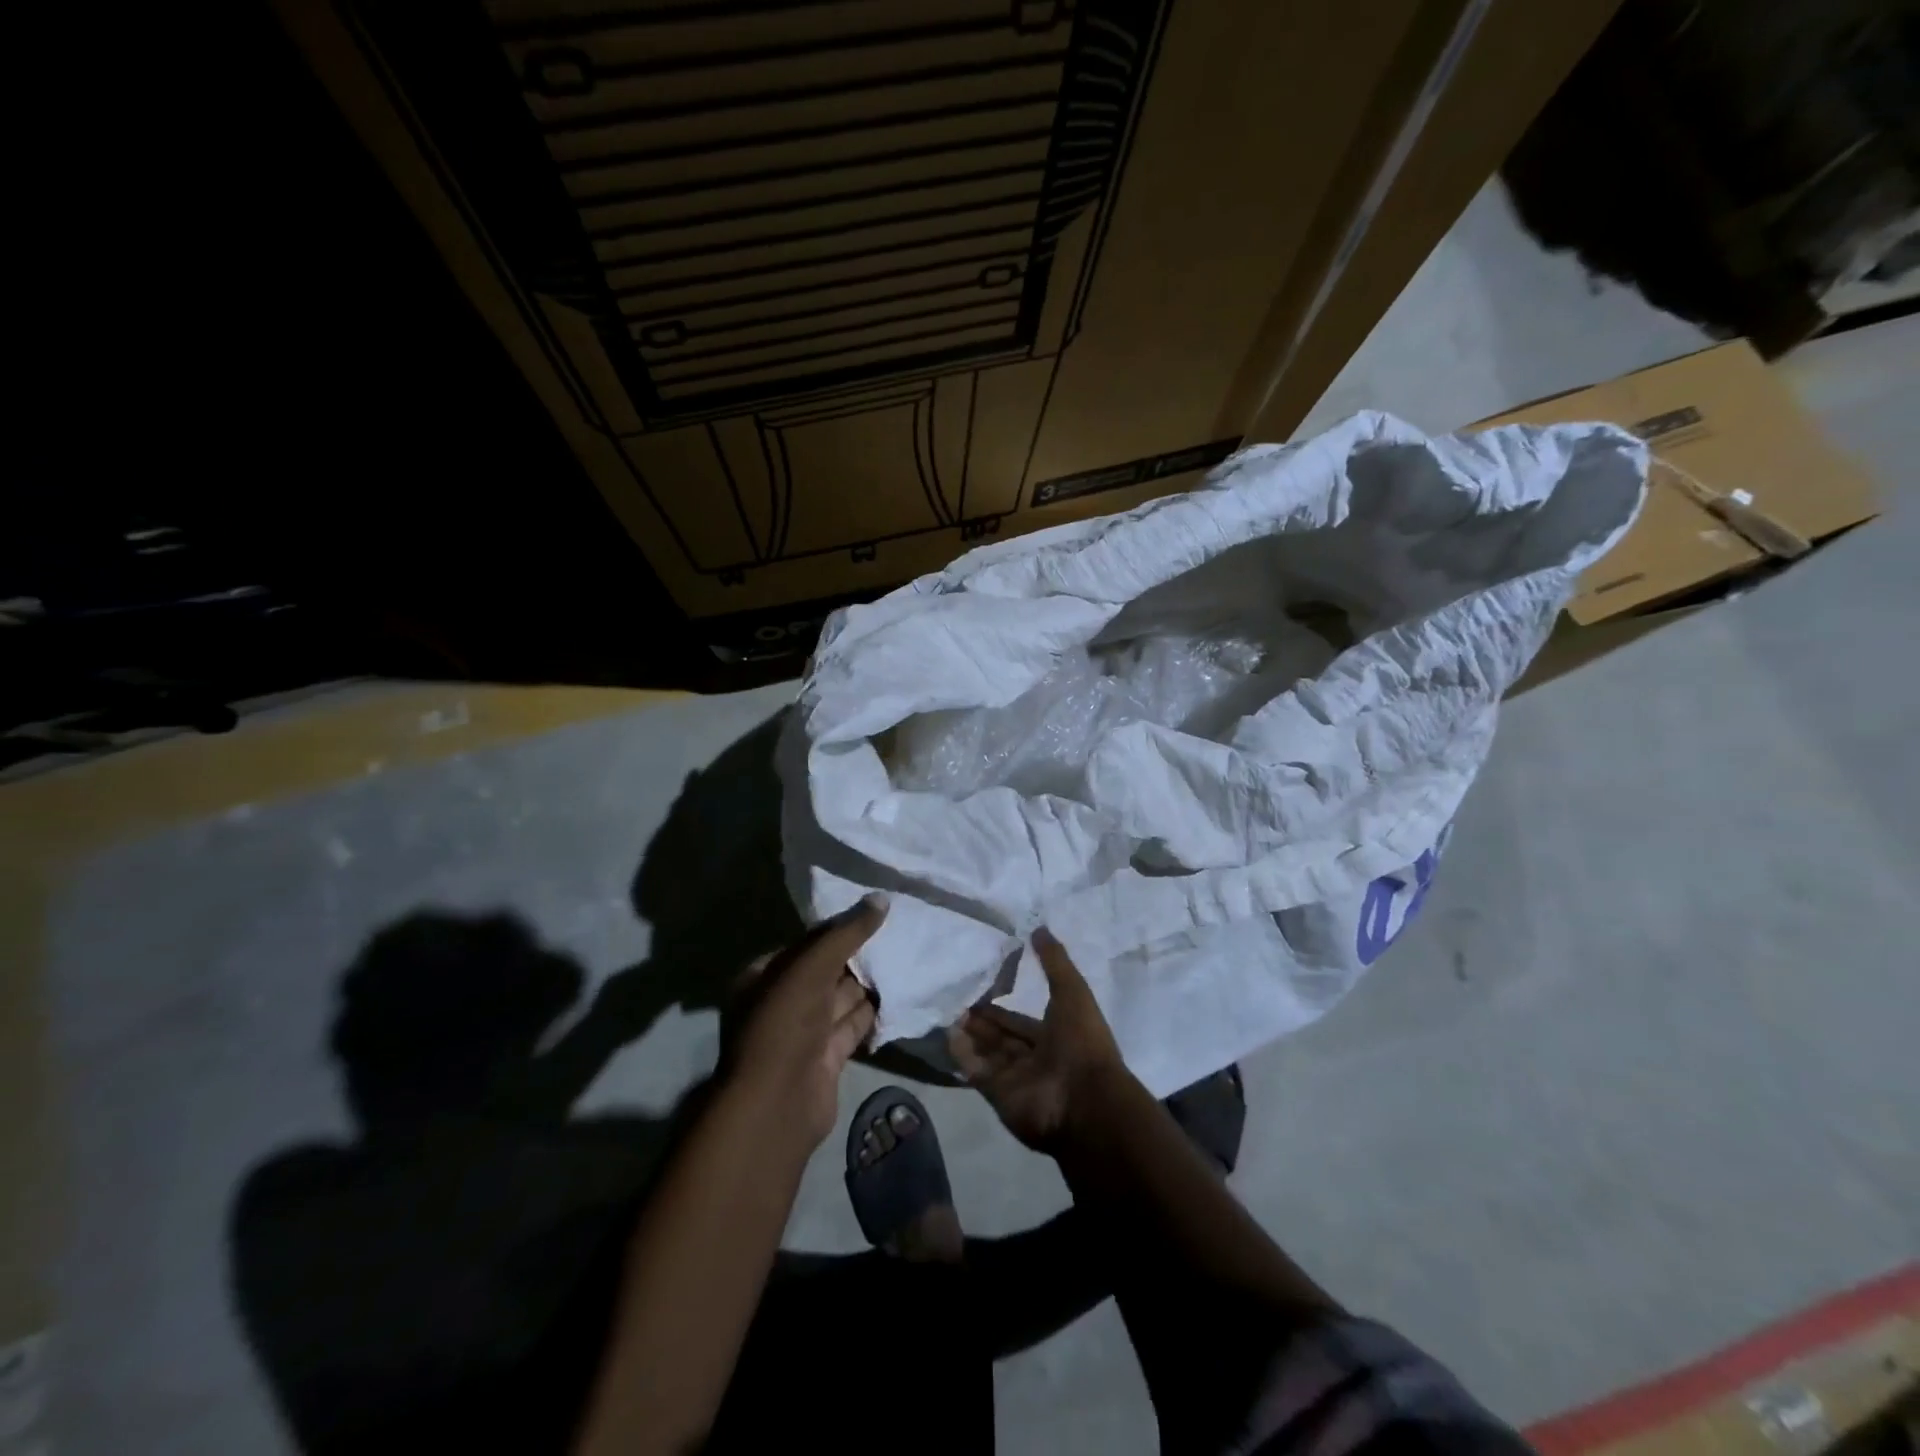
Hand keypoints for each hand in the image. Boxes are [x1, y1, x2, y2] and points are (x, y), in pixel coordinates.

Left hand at [725, 895, 884, 1146]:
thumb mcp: (811, 966)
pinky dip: (874, 1013)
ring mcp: (804, 1033)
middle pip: (827, 970)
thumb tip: (882, 899)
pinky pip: (853, 1026)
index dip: (838, 929)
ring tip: (907, 957)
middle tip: (899, 932)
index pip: (806, 944)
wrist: (777, 1104)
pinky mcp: (827, 1058)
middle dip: (859, 955)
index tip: (874, 913)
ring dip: (870, 983)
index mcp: (764, 976)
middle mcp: (782, 1002)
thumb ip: (847, 932)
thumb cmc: (784, 1024)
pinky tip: (901, 994)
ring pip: (842, 999)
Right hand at [947, 928, 1131, 1151]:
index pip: (1022, 1018)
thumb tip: (1038, 927)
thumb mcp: (1072, 991)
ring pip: (987, 1052)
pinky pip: (976, 1071)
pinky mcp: (998, 1095)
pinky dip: (962, 1054)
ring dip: (968, 1033)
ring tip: (947, 1009)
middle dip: (981, 1018)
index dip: (1002, 1004)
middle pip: (1001, 1035)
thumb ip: (1054, 961)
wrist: (1083, 1099)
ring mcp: (1016, 1078)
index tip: (980, 985)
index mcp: (1056, 1035)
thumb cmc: (1082, 1041)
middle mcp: (1035, 1057)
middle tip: (956, 997)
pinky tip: (946, 1032)